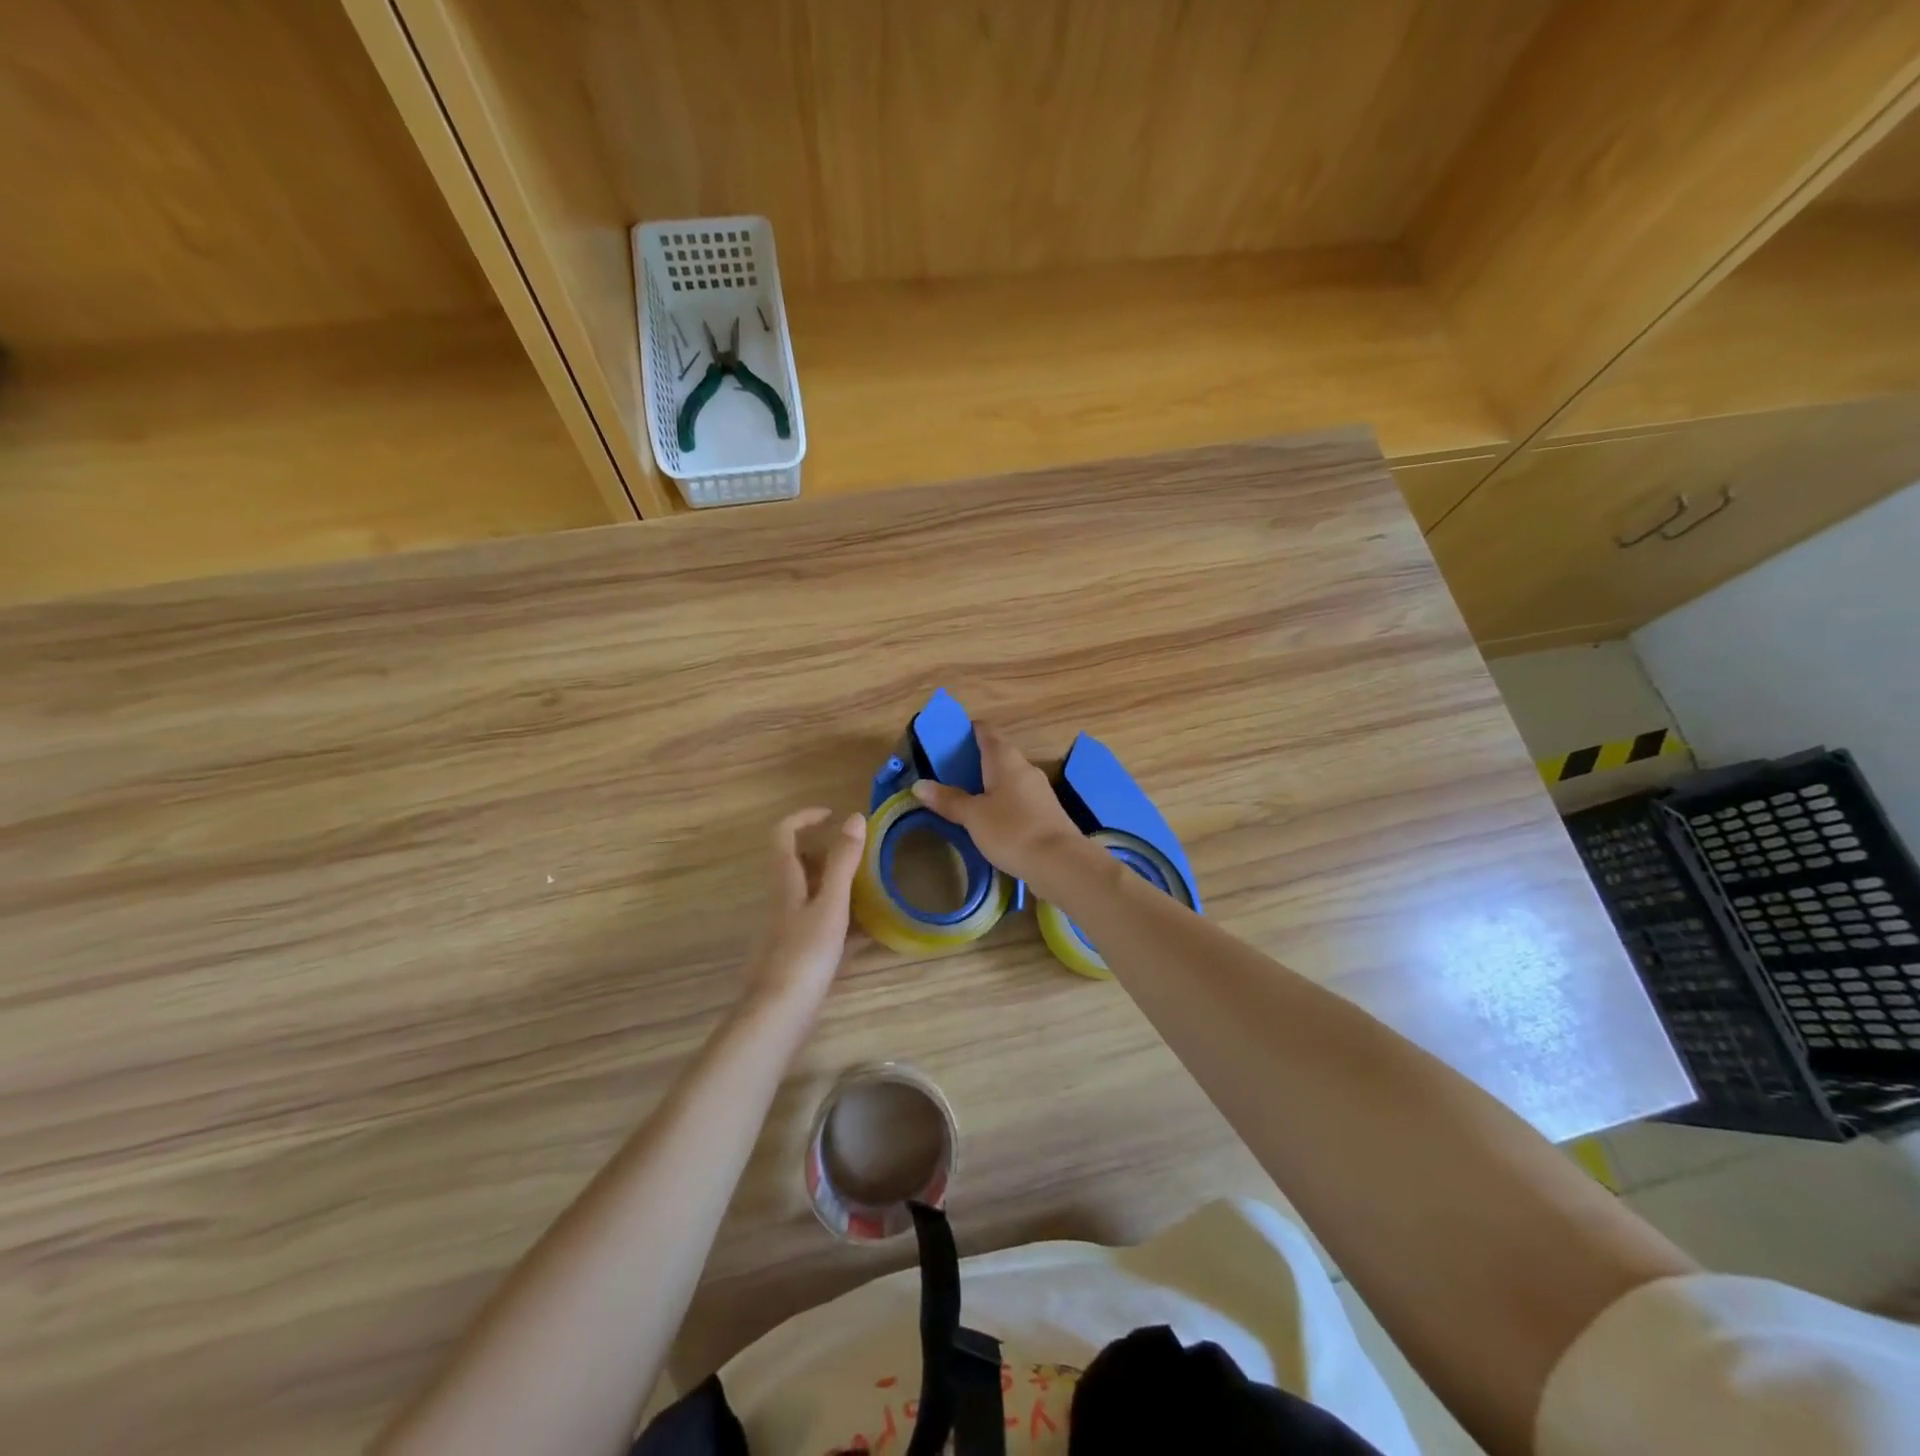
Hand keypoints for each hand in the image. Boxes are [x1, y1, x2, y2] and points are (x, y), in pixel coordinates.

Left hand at [746, 808, 866, 1013]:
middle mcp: (782, 898)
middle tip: (861, 851)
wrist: (779, 1014)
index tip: (834, 814)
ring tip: (871, 885)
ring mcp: (788, 926)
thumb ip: (843, 862)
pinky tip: (868, 930)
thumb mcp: (831, 904)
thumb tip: (855, 817)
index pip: (783, 834)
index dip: (805, 817)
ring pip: (811, 891)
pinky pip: (821, 920)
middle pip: (797, 861)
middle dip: (826, 849)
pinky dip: (842, 916)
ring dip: (837, 882)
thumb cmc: (805, 954)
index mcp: (785, 881)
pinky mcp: (798, 950)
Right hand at [910, 723, 1103, 902]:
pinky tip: (989, 818)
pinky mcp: (1045, 811)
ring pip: (1008, 777)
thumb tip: (918, 785)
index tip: (948, 739)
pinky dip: (1001, 801)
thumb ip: (948, 800)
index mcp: (1004, 758)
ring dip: (988, 782)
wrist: (1060, 862)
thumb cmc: (1012, 830)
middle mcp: (1024, 767)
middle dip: (974, 760)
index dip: (967, 730)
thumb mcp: (973, 816)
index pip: (985, 731)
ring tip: (964, 797)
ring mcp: (1038, 789)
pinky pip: (1017, 797)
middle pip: (997, 753)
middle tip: (947, 773)